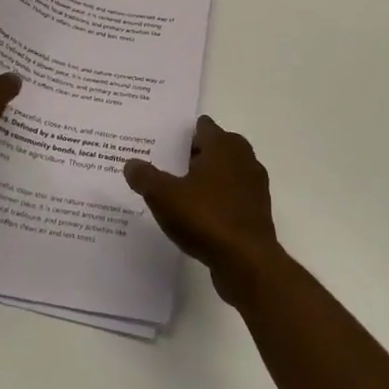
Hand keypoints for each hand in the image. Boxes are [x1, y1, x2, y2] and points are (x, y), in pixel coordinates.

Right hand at [123, 116, 280, 304]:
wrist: (246, 261)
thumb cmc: (206, 217)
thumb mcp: (164, 196)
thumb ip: (146, 177)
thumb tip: (131, 164)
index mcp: (223, 146)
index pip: (203, 127)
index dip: (184, 134)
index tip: (164, 144)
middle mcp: (243, 159)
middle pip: (216, 148)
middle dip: (194, 155)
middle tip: (167, 167)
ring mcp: (254, 186)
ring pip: (226, 173)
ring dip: (207, 179)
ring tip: (180, 192)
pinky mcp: (257, 212)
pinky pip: (233, 197)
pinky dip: (218, 200)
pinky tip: (198, 215)